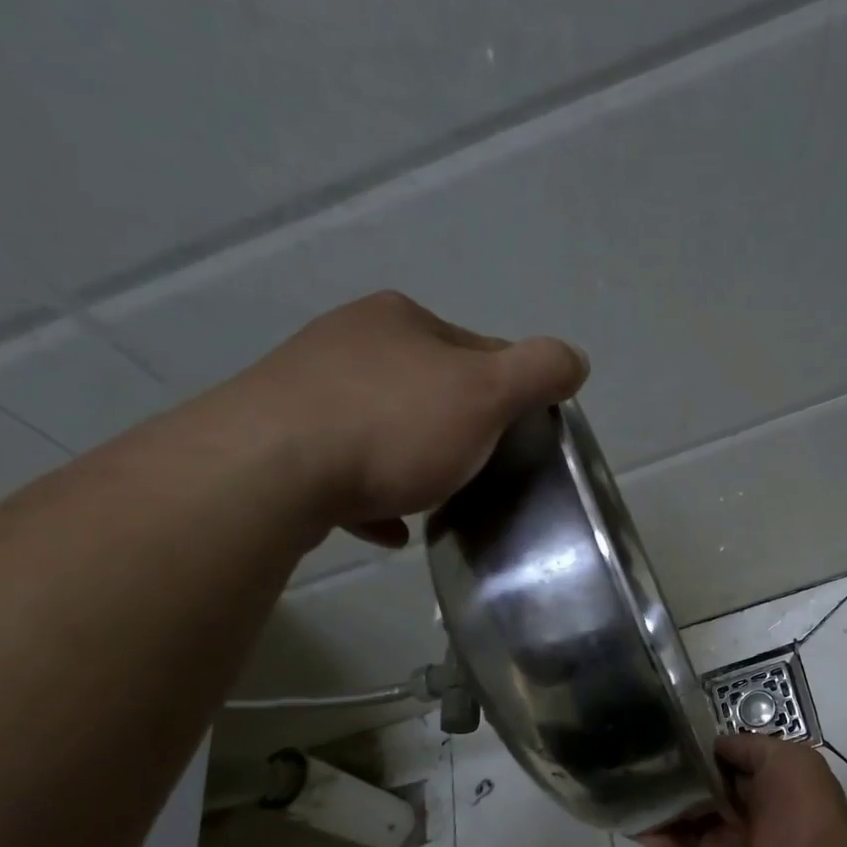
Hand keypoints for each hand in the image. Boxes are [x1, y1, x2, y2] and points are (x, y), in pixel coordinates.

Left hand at [214, 291, 587, 545]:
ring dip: (412, 461)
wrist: (271, 471)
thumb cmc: (394, 425)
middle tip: (477, 471)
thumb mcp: (487, 394)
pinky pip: (344, 466)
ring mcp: (306, 388)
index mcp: (400, 319)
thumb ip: (539, 372)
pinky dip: (372, 494)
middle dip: (457, 429)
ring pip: (383, 427)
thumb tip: (574, 358)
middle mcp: (349, 340)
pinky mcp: (278, 438)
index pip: (478, 350)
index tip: (518, 438)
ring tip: (434, 500)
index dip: (508, 393)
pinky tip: (388, 527)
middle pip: (429, 388)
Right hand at [639, 735, 846, 846]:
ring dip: (660, 813)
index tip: (668, 741)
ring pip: (683, 832)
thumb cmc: (804, 813)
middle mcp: (743, 823)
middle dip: (674, 784)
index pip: (723, 772)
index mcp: (765, 793)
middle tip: (640, 765)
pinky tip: (641, 827)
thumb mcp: (789, 760)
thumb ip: (749, 748)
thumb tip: (714, 746)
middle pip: (698, 800)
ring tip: (631, 791)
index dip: (699, 758)